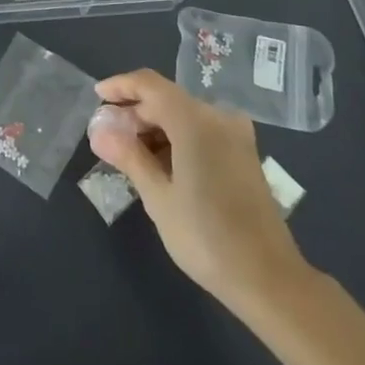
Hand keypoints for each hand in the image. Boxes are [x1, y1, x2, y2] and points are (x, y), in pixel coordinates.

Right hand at [87, 70, 311, 309]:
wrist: (269, 279)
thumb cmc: (206, 237)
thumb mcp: (159, 198)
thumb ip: (129, 156)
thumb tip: (99, 130)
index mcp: (195, 120)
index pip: (149, 85)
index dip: (120, 87)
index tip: (96, 98)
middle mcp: (218, 117)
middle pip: (167, 99)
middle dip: (135, 113)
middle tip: (107, 137)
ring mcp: (235, 135)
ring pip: (184, 116)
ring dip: (154, 128)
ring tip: (128, 155)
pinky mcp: (243, 154)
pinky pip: (201, 131)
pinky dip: (176, 139)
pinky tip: (159, 165)